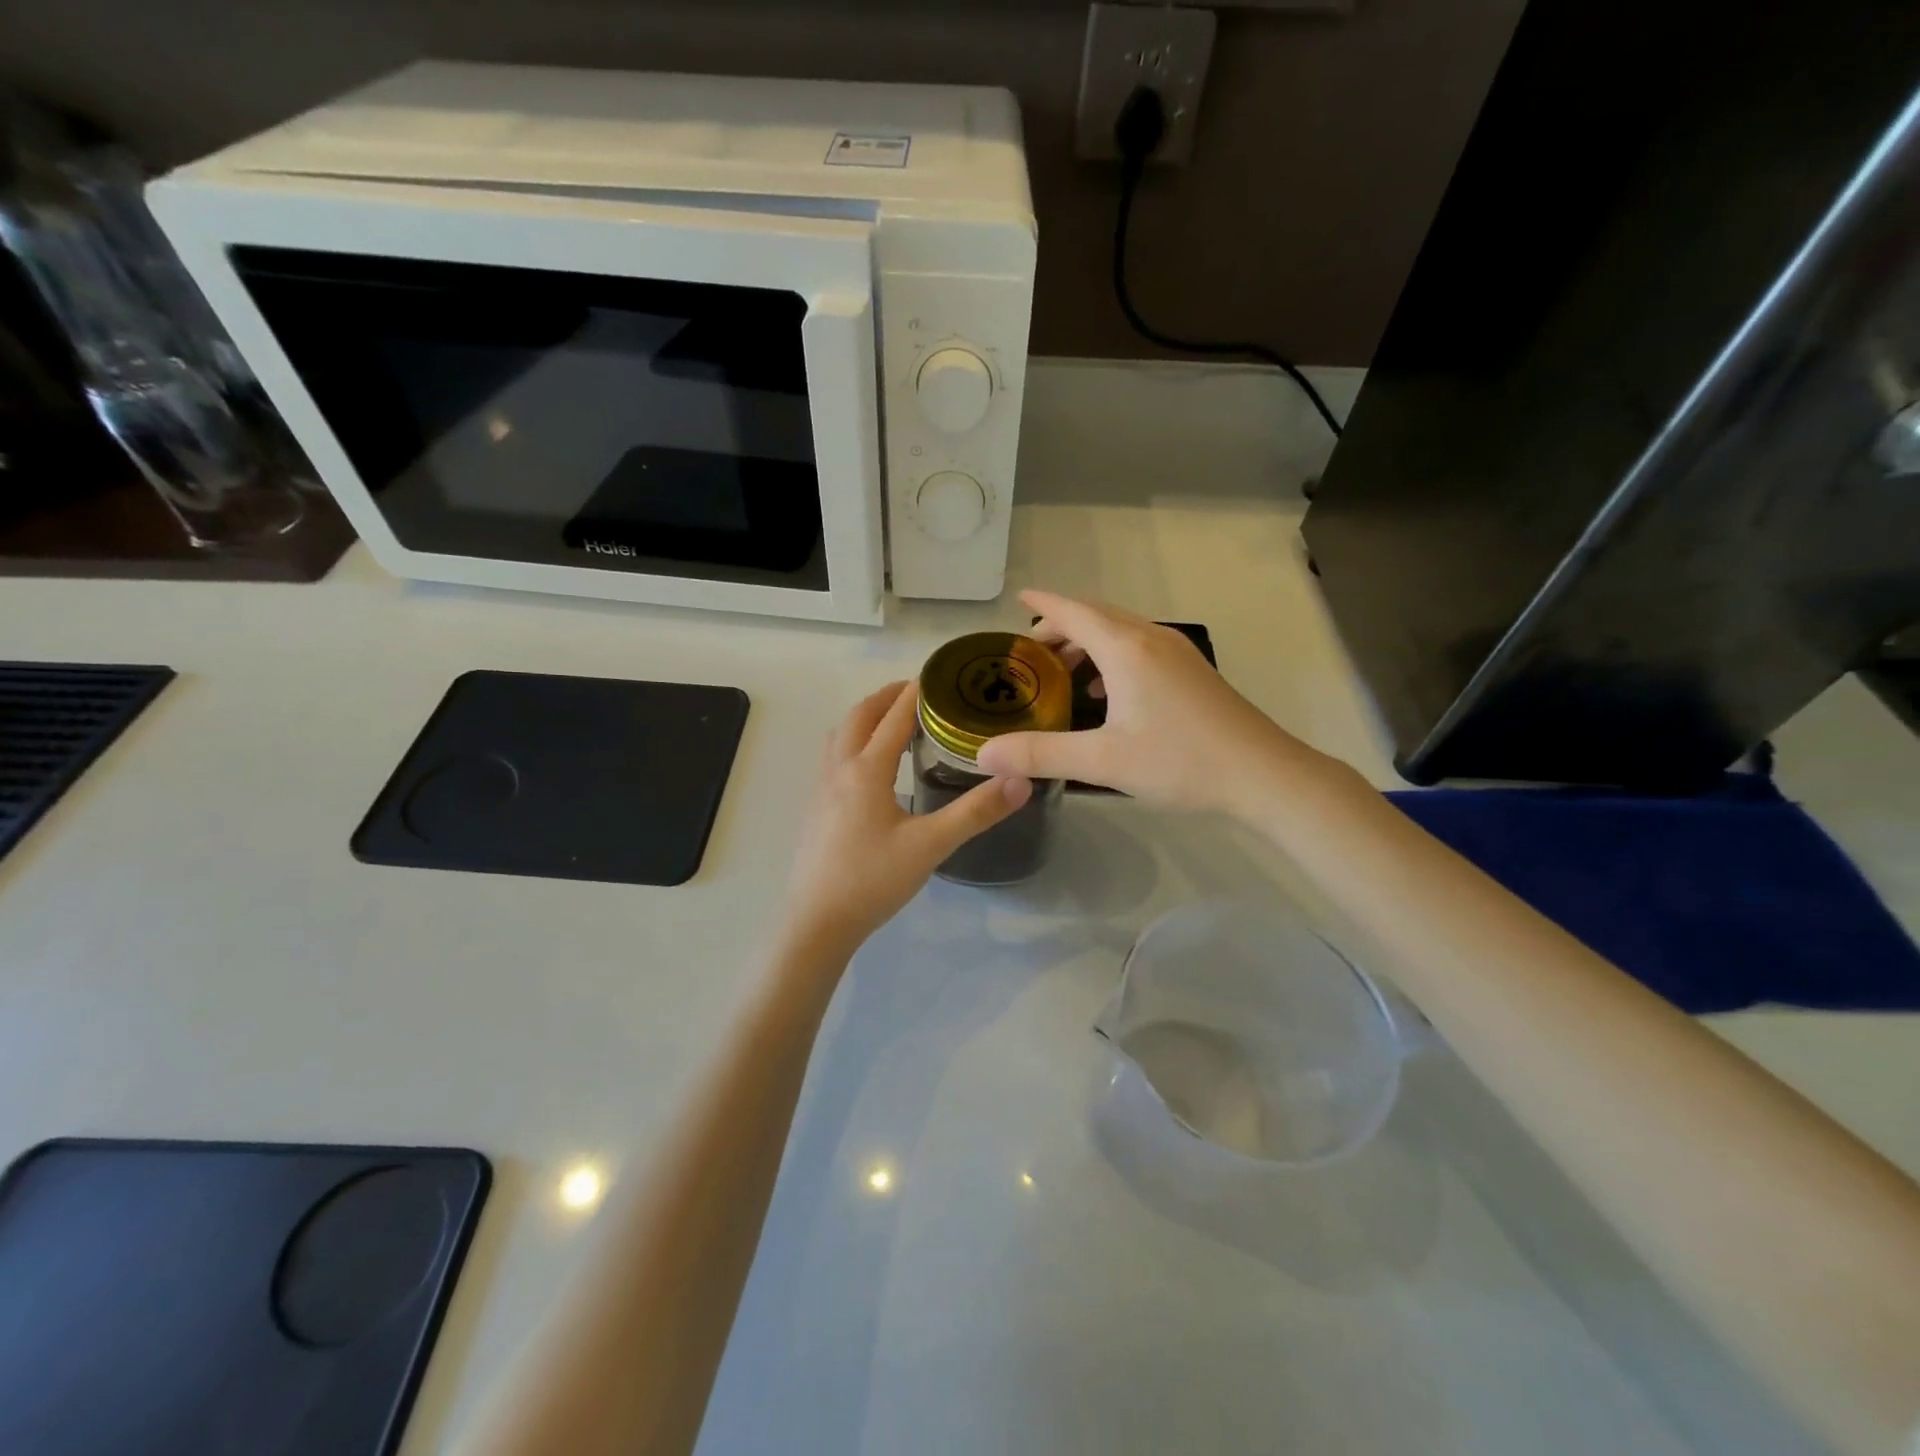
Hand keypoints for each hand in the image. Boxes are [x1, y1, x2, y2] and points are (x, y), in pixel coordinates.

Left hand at [781, 681, 1031, 959]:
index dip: (917, 693)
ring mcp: (820, 788)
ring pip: (840, 735)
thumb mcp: (931, 846)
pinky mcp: (814, 808)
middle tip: (918, 692)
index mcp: (866, 770)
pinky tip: (869, 768)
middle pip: (859, 716)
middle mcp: (838, 769)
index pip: (894, 717)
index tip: (939, 675)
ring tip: (893, 721)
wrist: (818, 922)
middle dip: (887, 697)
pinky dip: (852, 741)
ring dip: (865, 717)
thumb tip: (1020, 781)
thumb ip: (976, 812)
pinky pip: (832, 756)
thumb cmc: (873, 880)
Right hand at [975, 590, 1326, 814]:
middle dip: (1061, 625)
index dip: (1043, 604)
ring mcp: (1177, 653)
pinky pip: (1140, 648)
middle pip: (1097, 616)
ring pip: (1121, 631)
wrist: (1263, 774)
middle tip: (1031, 651)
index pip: (1074, 612)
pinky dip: (1112, 657)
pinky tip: (1106, 693)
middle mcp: (1151, 639)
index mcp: (1126, 649)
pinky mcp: (1192, 672)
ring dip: (1088, 642)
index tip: (1017, 600)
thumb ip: (1040, 754)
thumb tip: (984, 754)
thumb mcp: (1103, 761)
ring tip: (1062, 670)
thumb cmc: (1180, 761)